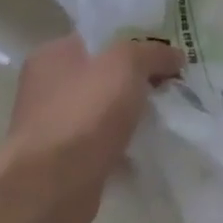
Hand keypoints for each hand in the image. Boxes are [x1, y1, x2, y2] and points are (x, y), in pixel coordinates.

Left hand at [1, 34, 182, 222]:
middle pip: (104, 74)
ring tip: (169, 115)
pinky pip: (105, 143)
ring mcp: (55, 126)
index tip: (168, 54)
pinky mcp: (65, 160)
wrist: (54, 184)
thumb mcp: (127, 63)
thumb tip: (175, 56)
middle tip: (174, 84)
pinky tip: (150, 145)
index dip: (135, 42)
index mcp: (53, 55)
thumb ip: (153, 53)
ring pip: (106, 111)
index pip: (100, 38)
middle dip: (138, 80)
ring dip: (133, 114)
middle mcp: (47, 87)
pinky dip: (125, 144)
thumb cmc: (86, 111)